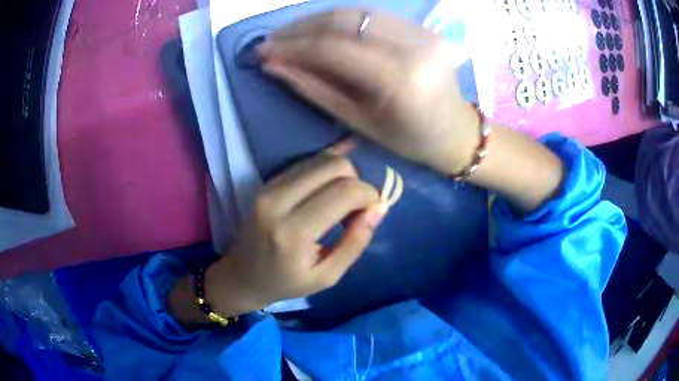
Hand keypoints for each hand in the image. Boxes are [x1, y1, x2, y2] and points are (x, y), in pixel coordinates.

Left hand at [205, 147, 386, 314]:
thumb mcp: (327, 276)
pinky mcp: (267, 182)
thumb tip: (379, 207)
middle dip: (356, 181)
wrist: (242, 275)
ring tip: (342, 200)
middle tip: (356, 206)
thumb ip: (356, 242)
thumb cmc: (286, 282)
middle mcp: (278, 202)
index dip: (368, 194)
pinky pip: (306, 162)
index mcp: (293, 233)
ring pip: (321, 159)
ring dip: (342, 174)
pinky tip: (333, 183)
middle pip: (334, 166)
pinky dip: (326, 168)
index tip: (373, 209)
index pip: (344, 193)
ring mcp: (269, 188)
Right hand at [258, 8, 480, 174]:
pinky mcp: (423, 27)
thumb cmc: (409, 139)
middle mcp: (414, 46)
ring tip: (290, 34)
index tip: (263, 52)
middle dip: (300, 27)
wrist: (456, 131)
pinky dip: (342, 20)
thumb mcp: (359, 122)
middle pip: (345, 20)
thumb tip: (273, 66)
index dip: (292, 46)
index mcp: (400, 79)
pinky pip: (373, 16)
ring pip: (357, 12)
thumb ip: (315, 89)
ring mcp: (422, 32)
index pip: (333, 48)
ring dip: (317, 19)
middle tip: (272, 40)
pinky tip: (321, 30)